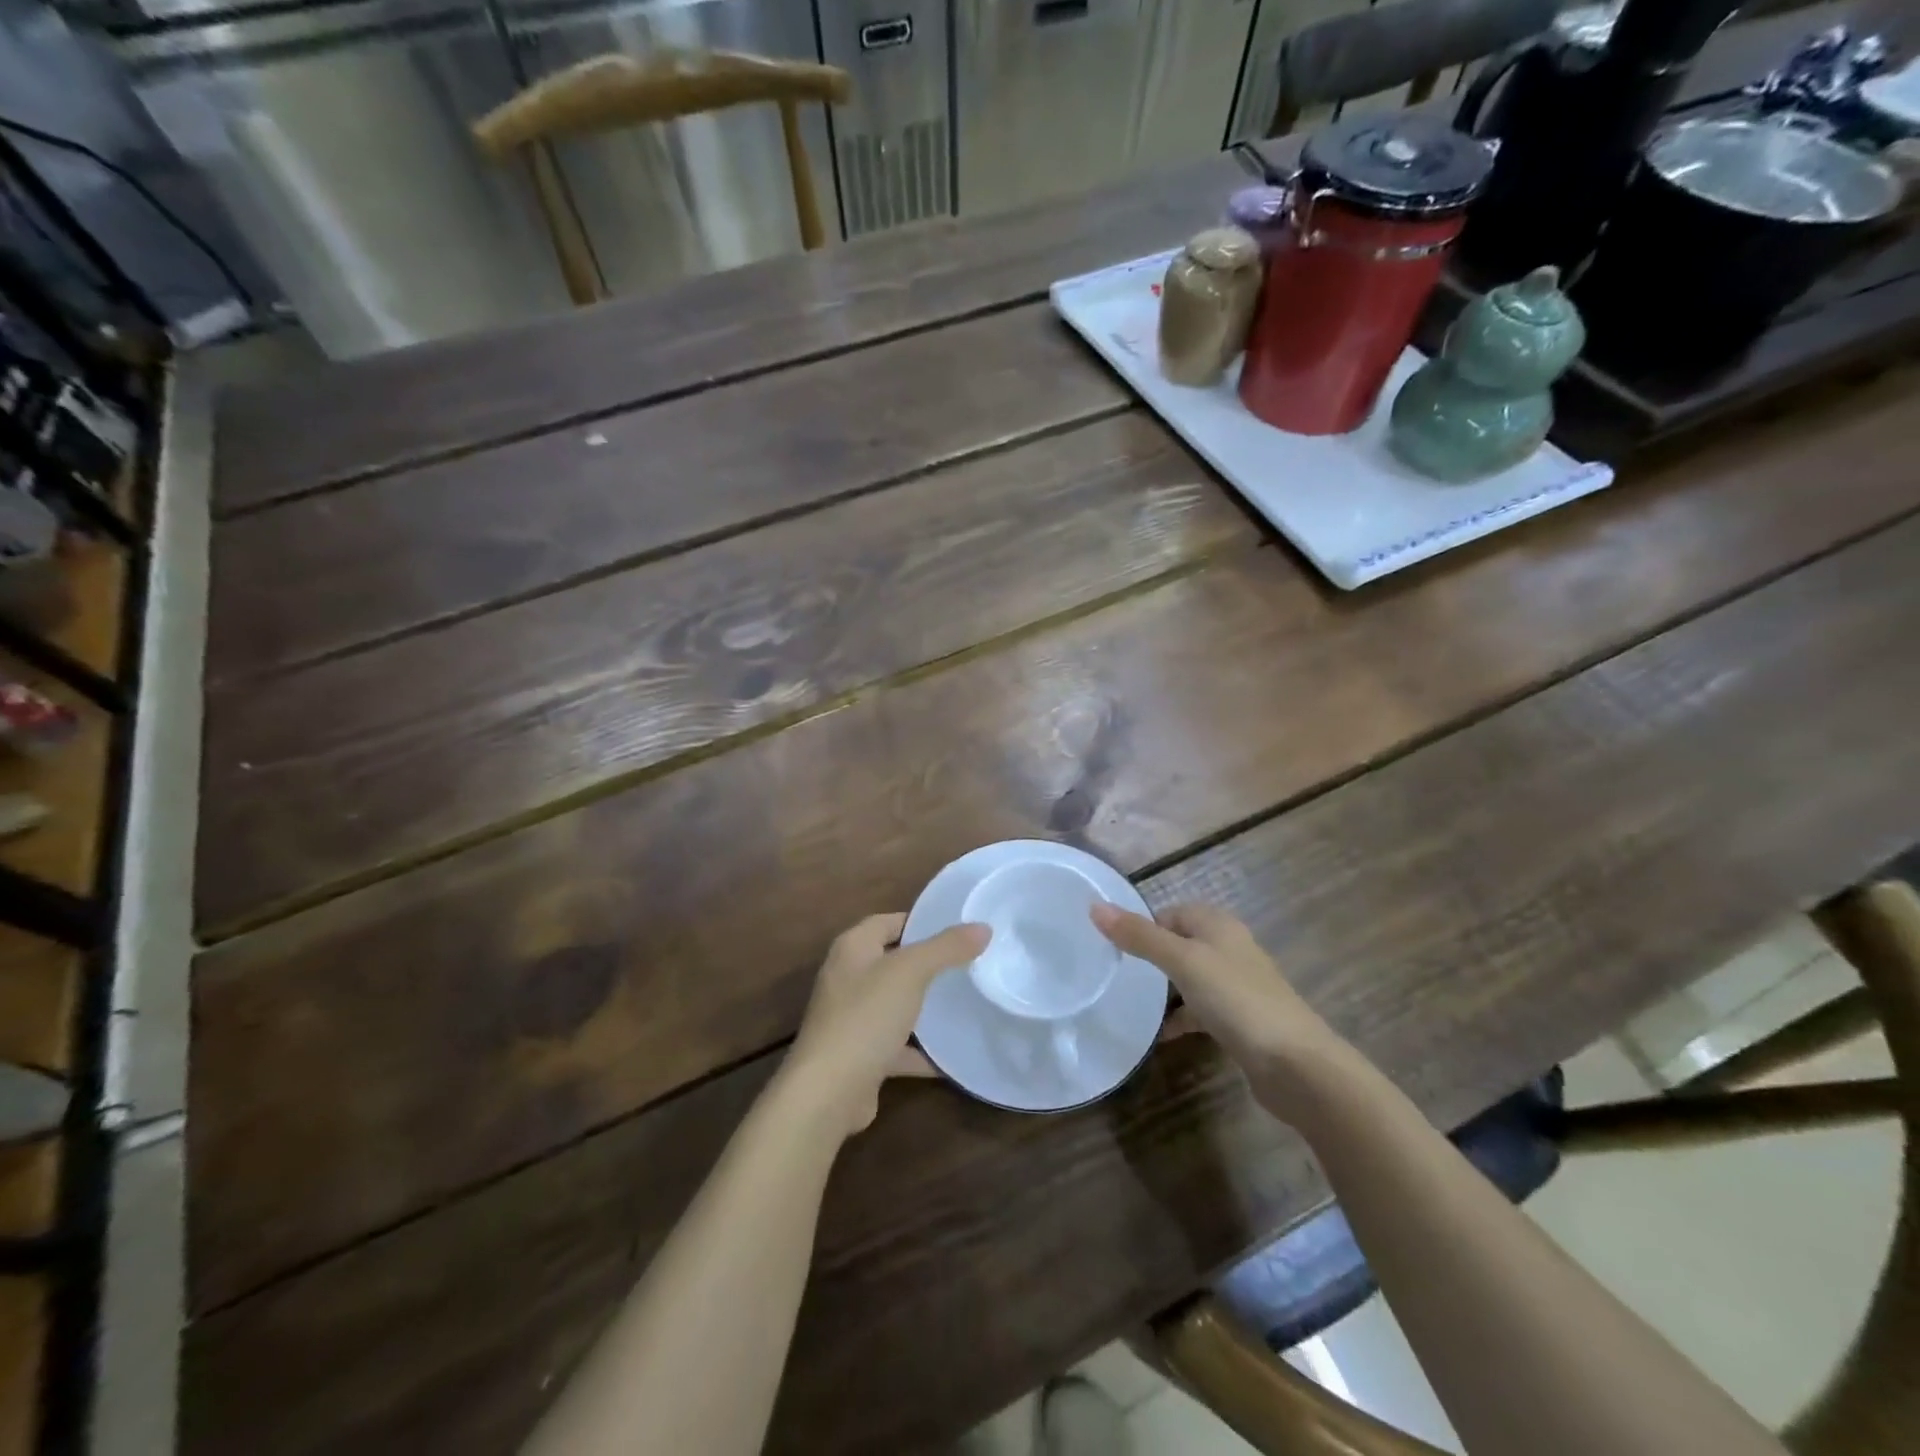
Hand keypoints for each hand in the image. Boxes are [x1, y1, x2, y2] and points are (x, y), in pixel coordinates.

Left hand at [783, 913, 989, 1138]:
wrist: (828, 1093)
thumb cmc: (865, 1017)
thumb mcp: (910, 972)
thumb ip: (946, 947)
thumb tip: (983, 927)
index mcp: (852, 948)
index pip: (888, 922)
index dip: (920, 921)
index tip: (958, 928)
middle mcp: (848, 978)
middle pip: (893, 962)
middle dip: (927, 964)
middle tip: (969, 963)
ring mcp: (852, 1019)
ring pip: (895, 1004)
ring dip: (924, 1007)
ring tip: (966, 1002)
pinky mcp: (860, 1056)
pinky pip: (896, 1046)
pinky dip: (920, 1051)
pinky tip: (951, 1056)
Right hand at [1091, 903, 1352, 1103]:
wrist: (1296, 1065)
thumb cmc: (1237, 1000)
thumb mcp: (1182, 961)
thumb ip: (1139, 936)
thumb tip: (1095, 906)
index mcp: (1218, 925)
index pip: (1170, 913)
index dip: (1142, 926)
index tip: (1111, 947)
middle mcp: (1229, 948)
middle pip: (1180, 944)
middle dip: (1150, 957)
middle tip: (1116, 975)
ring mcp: (1237, 986)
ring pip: (1190, 978)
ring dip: (1164, 990)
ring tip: (1130, 1003)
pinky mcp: (1240, 1021)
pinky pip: (1201, 1010)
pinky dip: (1181, 1018)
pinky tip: (1160, 1035)